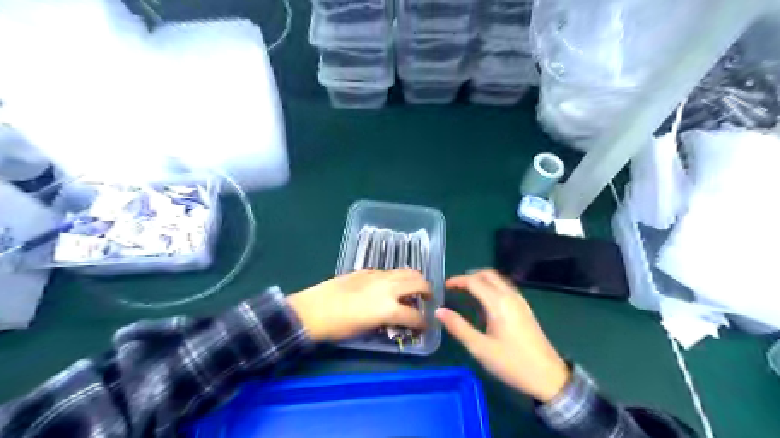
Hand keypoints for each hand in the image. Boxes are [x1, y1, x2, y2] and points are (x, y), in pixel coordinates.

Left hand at [288, 269, 432, 343]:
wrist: (314, 309)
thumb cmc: (338, 327)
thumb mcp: (367, 330)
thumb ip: (387, 321)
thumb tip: (397, 318)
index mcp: (389, 308)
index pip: (415, 316)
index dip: (423, 323)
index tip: (424, 325)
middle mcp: (388, 288)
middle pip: (418, 283)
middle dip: (427, 291)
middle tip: (427, 299)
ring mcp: (378, 276)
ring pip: (406, 271)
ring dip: (415, 279)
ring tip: (414, 287)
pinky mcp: (367, 270)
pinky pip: (389, 271)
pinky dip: (397, 277)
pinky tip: (390, 284)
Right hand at [436, 271, 570, 403]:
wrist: (548, 377)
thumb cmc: (512, 363)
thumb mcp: (480, 348)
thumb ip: (458, 327)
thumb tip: (439, 311)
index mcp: (498, 303)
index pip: (474, 281)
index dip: (457, 281)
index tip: (444, 287)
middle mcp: (510, 296)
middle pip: (487, 274)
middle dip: (469, 277)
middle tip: (455, 288)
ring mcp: (520, 301)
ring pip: (498, 280)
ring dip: (481, 280)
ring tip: (466, 293)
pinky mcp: (524, 308)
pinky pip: (505, 288)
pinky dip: (491, 287)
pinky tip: (484, 303)